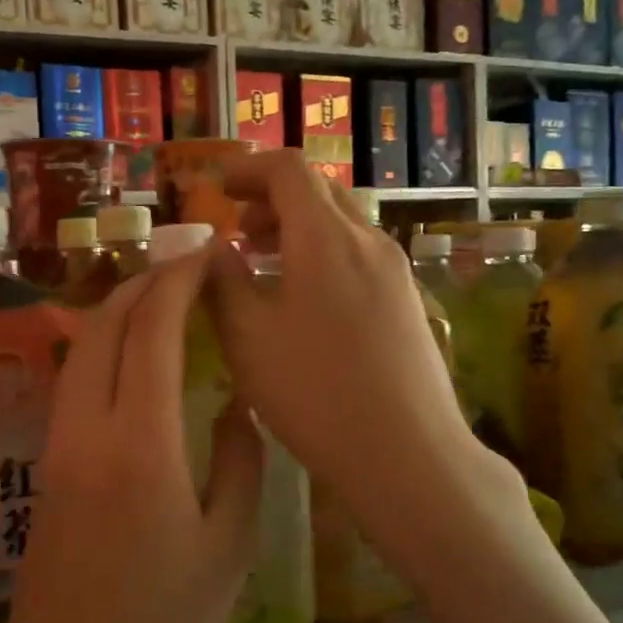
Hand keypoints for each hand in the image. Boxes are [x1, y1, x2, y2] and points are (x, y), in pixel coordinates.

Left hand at [0, 244, 263, 622]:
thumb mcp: (228, 549)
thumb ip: (240, 463)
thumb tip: (235, 409)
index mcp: (141, 443)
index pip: (153, 330)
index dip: (180, 282)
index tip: (209, 256)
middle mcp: (89, 426)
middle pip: (106, 323)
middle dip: (146, 281)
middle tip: (189, 265)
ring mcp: (59, 441)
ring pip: (83, 346)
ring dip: (121, 308)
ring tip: (166, 295)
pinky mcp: (48, 460)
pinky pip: (76, 377)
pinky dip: (106, 344)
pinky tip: (136, 352)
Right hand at [206, 151, 505, 536]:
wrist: (408, 453)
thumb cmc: (315, 392)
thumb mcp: (248, 337)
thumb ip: (223, 282)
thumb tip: (214, 247)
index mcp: (326, 237)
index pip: (288, 170)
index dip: (248, 169)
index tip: (218, 187)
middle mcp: (368, 241)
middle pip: (320, 192)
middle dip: (272, 199)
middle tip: (238, 230)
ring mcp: (395, 272)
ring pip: (342, 225)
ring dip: (298, 228)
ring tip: (264, 262)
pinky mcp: (408, 303)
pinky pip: (359, 256)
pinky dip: (323, 255)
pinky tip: (304, 300)